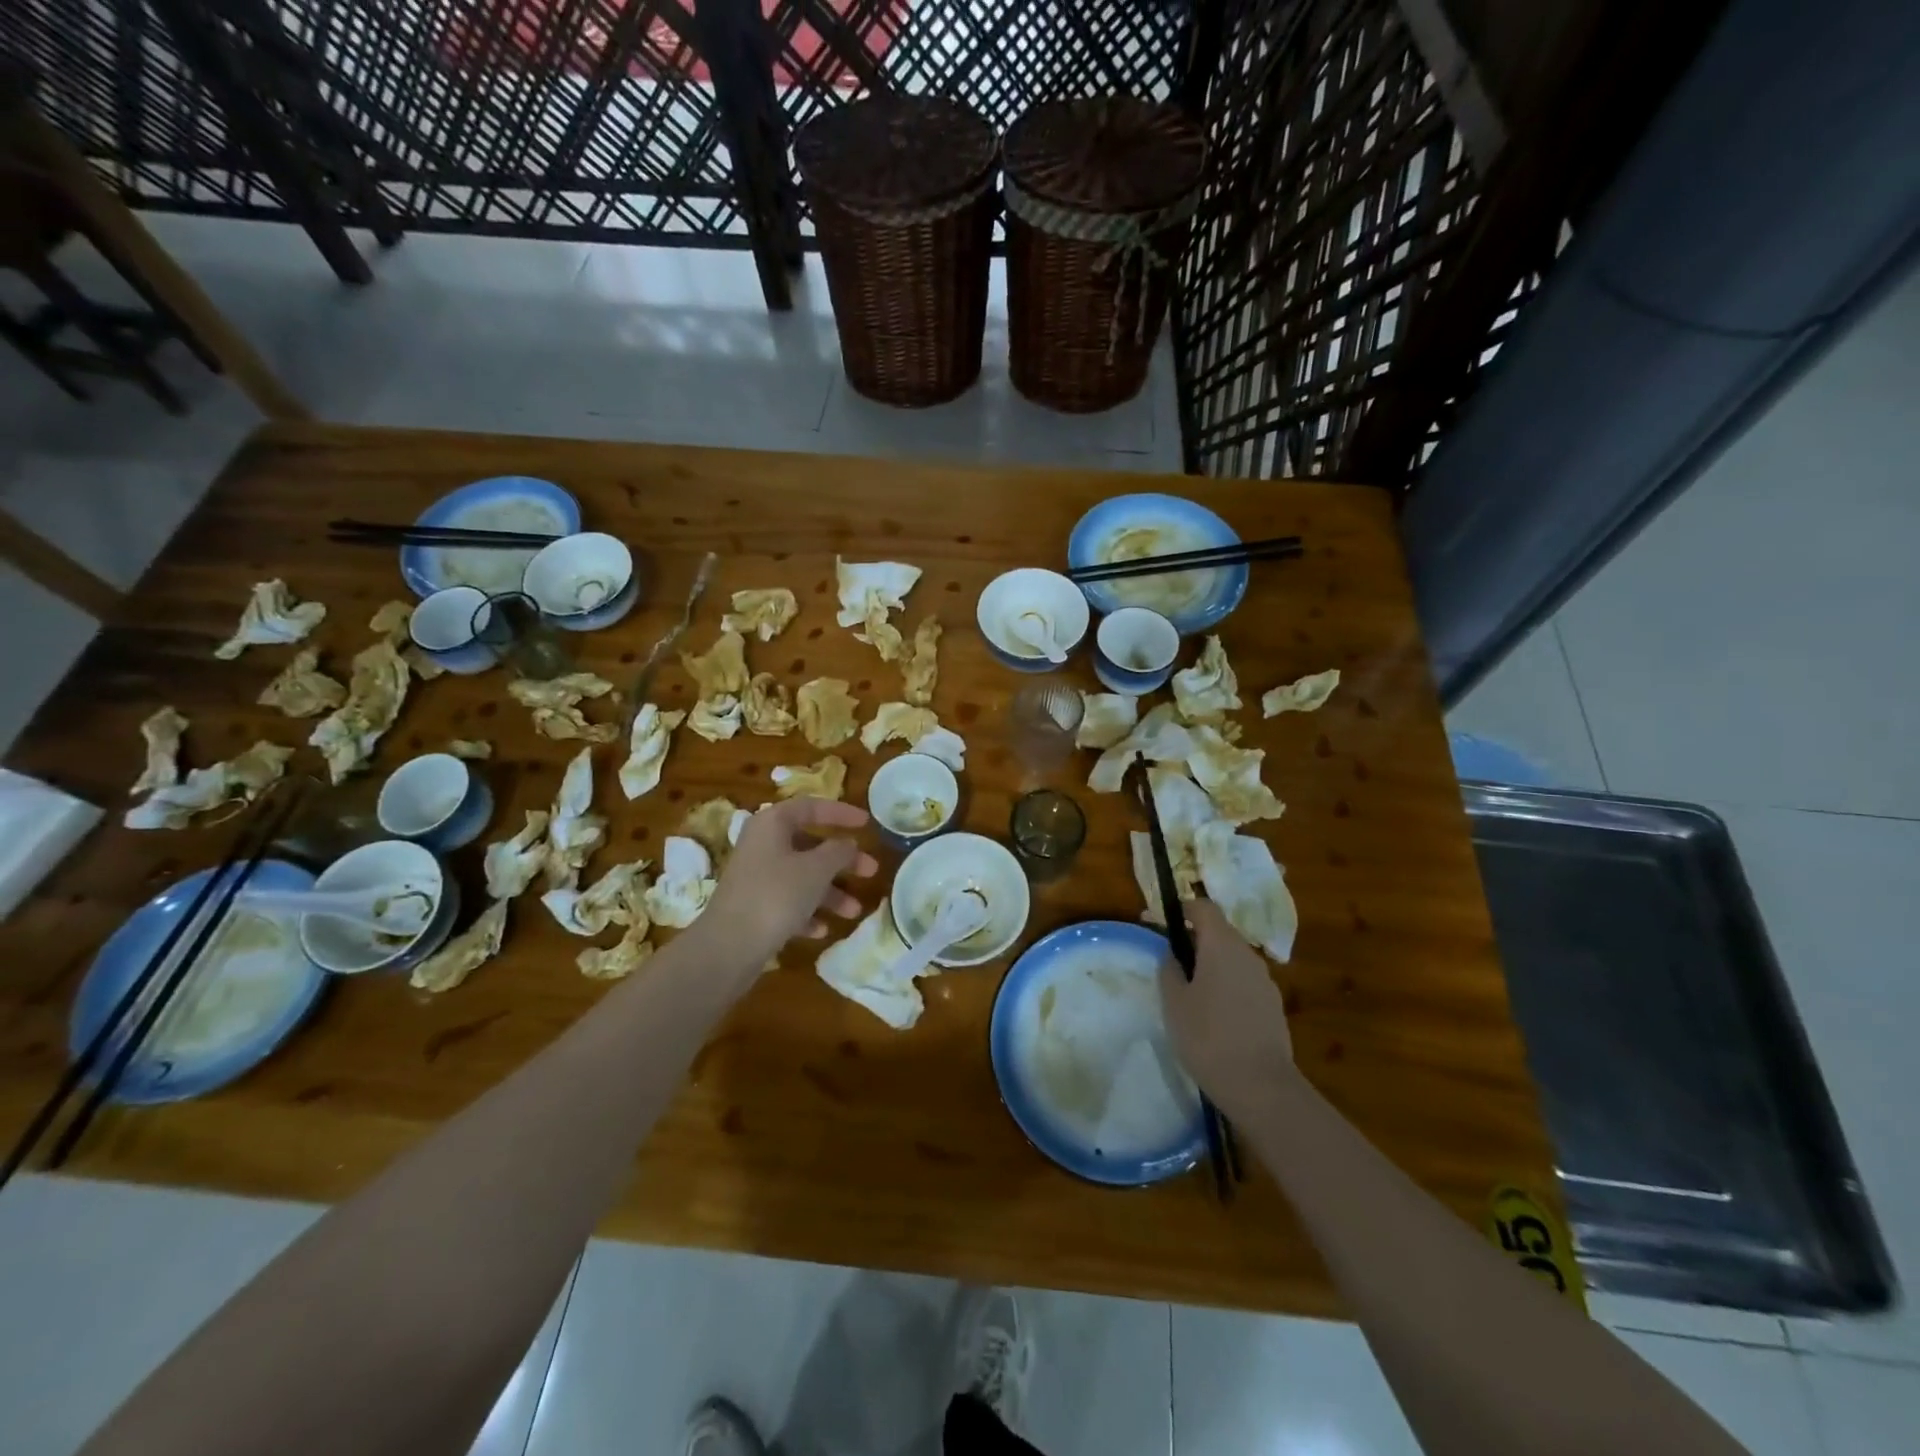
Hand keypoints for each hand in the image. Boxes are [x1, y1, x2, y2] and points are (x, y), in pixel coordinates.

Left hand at [703, 798, 878, 958]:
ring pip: (802, 877)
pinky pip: (788, 902)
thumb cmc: (776, 895)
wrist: (727, 947)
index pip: (811, 807)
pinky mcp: (753, 907)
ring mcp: (756, 877)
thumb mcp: (816, 869)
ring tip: (854, 912)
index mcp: (772, 824)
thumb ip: (838, 851)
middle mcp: (762, 845)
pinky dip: (808, 913)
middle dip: (842, 861)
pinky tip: (821, 930)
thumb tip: (848, 843)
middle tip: (871, 871)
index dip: (841, 813)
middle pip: (810, 846)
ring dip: (830, 893)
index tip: (867, 823)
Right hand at [1159, 898, 1294, 1119]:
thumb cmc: (1207, 1037)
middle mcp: (1248, 955)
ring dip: (1212, 965)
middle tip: (1171, 962)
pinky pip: (1244, 982)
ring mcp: (1265, 981)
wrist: (1260, 1086)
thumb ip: (1170, 970)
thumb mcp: (1174, 1002)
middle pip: (1220, 932)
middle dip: (1195, 940)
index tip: (1161, 922)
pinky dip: (1227, 986)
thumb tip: (1172, 955)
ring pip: (1233, 959)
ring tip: (1190, 993)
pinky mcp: (1273, 1006)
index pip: (1204, 907)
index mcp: (1222, 945)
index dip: (1182, 909)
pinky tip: (1214, 1015)